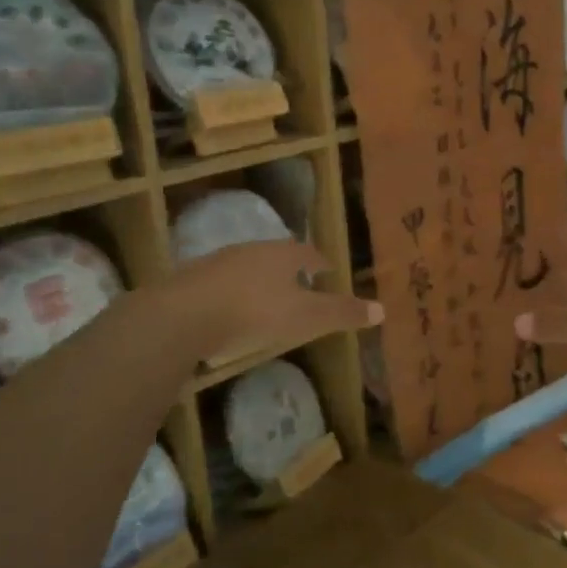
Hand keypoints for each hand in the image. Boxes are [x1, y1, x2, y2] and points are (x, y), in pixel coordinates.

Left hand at [163, 240, 381, 363]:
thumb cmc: (255, 312)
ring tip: (268, 299)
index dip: (320, 263)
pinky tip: (232, 312)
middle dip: (290, 270)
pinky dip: (234, 294)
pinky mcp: (193, 281)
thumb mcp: (306, 317)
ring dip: (261, 280)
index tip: (327, 273)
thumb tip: (382, 309)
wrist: (184, 314)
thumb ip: (341, 313)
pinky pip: (223, 284)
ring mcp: (220, 262)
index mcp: (283, 254)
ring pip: (249, 267)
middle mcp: (252, 250)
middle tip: (301, 285)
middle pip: (278, 256)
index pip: (309, 253)